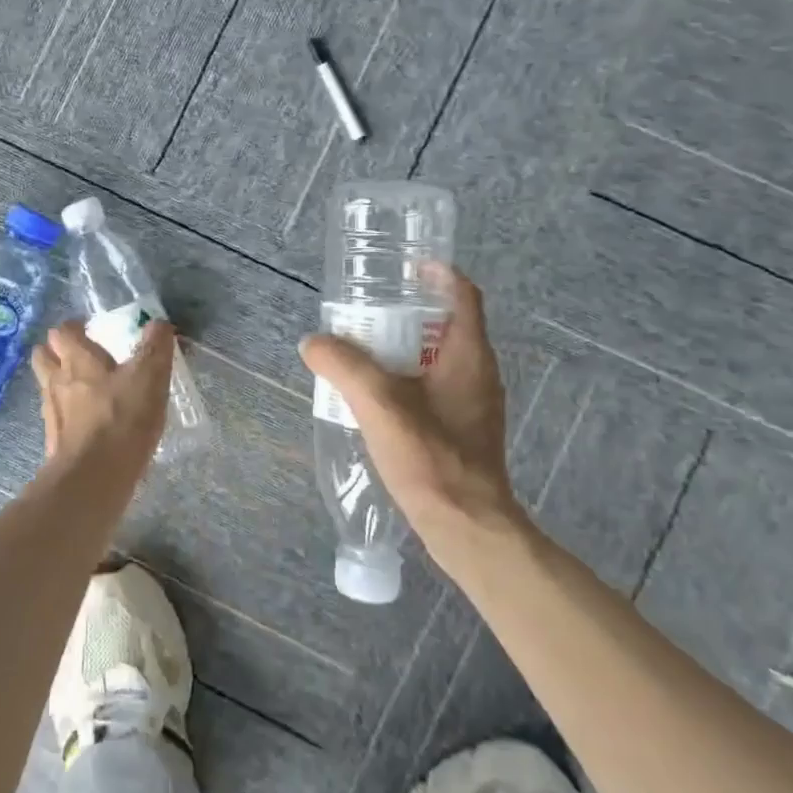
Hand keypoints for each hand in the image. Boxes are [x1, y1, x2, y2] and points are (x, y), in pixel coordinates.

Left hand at [31, 319, 176, 484]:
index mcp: (76, 359)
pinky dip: (70, 416)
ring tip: (89, 391)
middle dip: (58, 353)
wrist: (92, 478)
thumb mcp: (149, 377)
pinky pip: (58, 418)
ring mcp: (52, 413)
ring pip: (49, 387)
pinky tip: (91, 424)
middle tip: (83, 357)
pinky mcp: (54, 442)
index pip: (62, 331)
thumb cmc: (121, 419)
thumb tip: (159, 323)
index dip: (74, 328)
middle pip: (44, 357)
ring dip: (63, 384)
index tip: (91, 330)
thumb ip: (155, 347)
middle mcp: (56, 380)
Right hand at [298, 264, 519, 544]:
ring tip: (362, 352)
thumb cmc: (431, 457)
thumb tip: (313, 342)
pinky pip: (434, 388)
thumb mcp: (379, 404)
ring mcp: (474, 404)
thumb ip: (344, 367)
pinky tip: (375, 398)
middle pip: (446, 325)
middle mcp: (478, 374)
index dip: (437, 273)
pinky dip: (406, 379)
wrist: (466, 527)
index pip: (463, 295)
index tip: (406, 265)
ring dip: (404, 349)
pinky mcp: (464, 430)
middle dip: (407, 313)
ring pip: (438, 359)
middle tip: (367, 312)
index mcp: (468, 356)